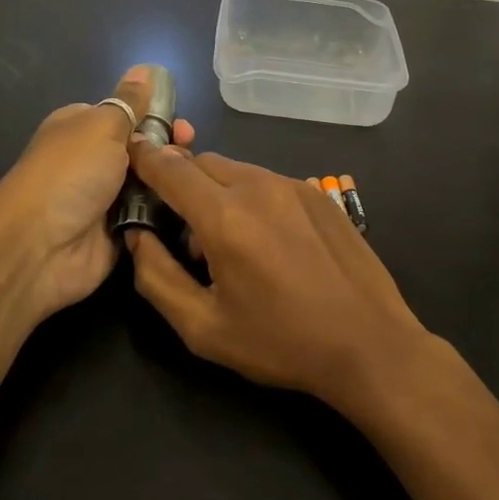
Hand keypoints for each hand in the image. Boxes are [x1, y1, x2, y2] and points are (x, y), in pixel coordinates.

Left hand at [0, 65, 195, 323]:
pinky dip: (167, 213)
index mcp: (84, 128)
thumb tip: (145, 68)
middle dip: (170, 150)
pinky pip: (152, 217)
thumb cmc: (70, 173)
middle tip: (189, 153)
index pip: (129, 115)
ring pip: (153, 184)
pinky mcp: (119, 232)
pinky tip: (191, 209)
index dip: (158, 117)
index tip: (184, 126)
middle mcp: (94, 161)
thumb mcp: (102, 125)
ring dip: (172, 182)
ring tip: (190, 182)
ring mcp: (107, 199)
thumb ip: (129, 101)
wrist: (40, 246)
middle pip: (145, 150)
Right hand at [123, 145, 431, 412]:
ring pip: (236, 171)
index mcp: (225, 218)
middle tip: (184, 232)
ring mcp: (295, 186)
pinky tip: (269, 243)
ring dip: (217, 192)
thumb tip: (136, 235)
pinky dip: (251, 198)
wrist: (369, 345)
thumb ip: (156, 276)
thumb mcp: (203, 327)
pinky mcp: (319, 194)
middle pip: (202, 163)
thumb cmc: (280, 343)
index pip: (170, 169)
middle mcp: (259, 187)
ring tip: (231, 243)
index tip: (128, 154)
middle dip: (182, 183)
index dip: (144, 159)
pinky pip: (268, 182)